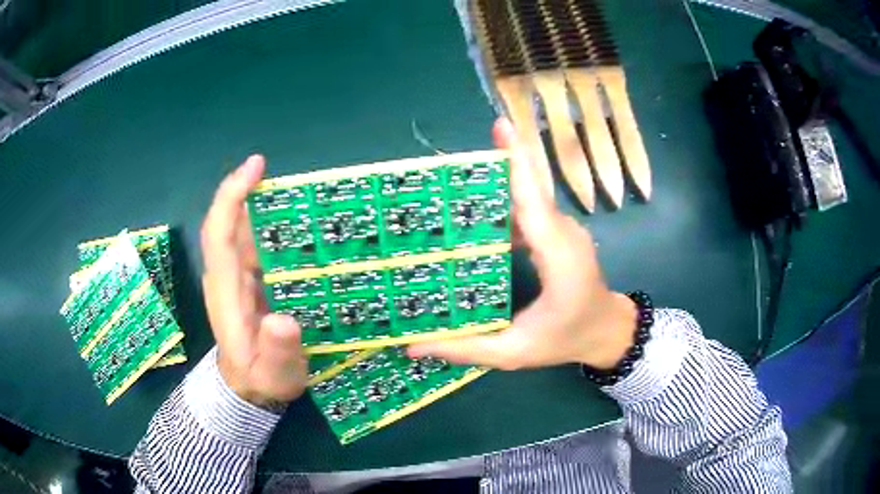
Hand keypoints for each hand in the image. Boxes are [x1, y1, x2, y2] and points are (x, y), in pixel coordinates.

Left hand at [201, 155, 307, 408]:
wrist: (251, 389)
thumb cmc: (261, 380)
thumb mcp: (273, 374)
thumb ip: (276, 351)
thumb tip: (282, 319)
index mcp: (227, 293)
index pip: (219, 234)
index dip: (232, 197)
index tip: (256, 166)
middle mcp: (228, 276)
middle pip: (232, 223)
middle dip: (255, 192)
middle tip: (298, 179)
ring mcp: (239, 277)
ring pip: (247, 230)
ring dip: (270, 206)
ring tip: (309, 196)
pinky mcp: (252, 281)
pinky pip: (260, 244)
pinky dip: (277, 227)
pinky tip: (305, 224)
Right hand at [408, 119, 636, 370]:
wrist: (606, 331)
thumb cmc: (565, 340)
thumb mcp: (514, 354)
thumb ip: (466, 349)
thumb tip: (413, 345)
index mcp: (558, 256)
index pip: (533, 200)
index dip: (517, 161)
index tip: (500, 126)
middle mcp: (563, 232)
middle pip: (527, 189)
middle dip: (493, 167)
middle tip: (447, 167)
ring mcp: (564, 228)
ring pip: (528, 196)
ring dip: (495, 186)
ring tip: (450, 189)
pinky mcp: (559, 231)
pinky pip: (530, 208)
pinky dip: (505, 203)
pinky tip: (476, 213)